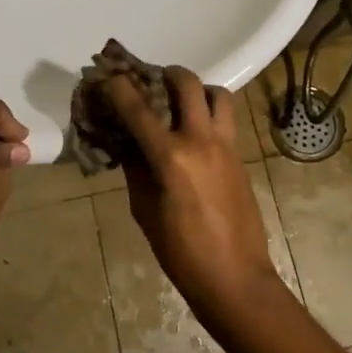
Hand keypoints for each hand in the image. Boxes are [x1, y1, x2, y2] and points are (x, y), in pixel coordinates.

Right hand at [103, 67, 278, 315]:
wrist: (236, 278)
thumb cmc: (182, 253)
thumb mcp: (145, 211)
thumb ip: (136, 170)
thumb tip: (127, 143)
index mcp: (172, 157)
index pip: (140, 111)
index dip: (121, 89)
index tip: (110, 74)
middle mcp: (202, 141)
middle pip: (187, 85)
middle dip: (167, 74)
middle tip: (152, 79)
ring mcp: (226, 146)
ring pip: (218, 95)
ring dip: (198, 89)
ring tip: (182, 101)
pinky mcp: (241, 157)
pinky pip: (227, 119)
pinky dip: (210, 112)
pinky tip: (196, 131)